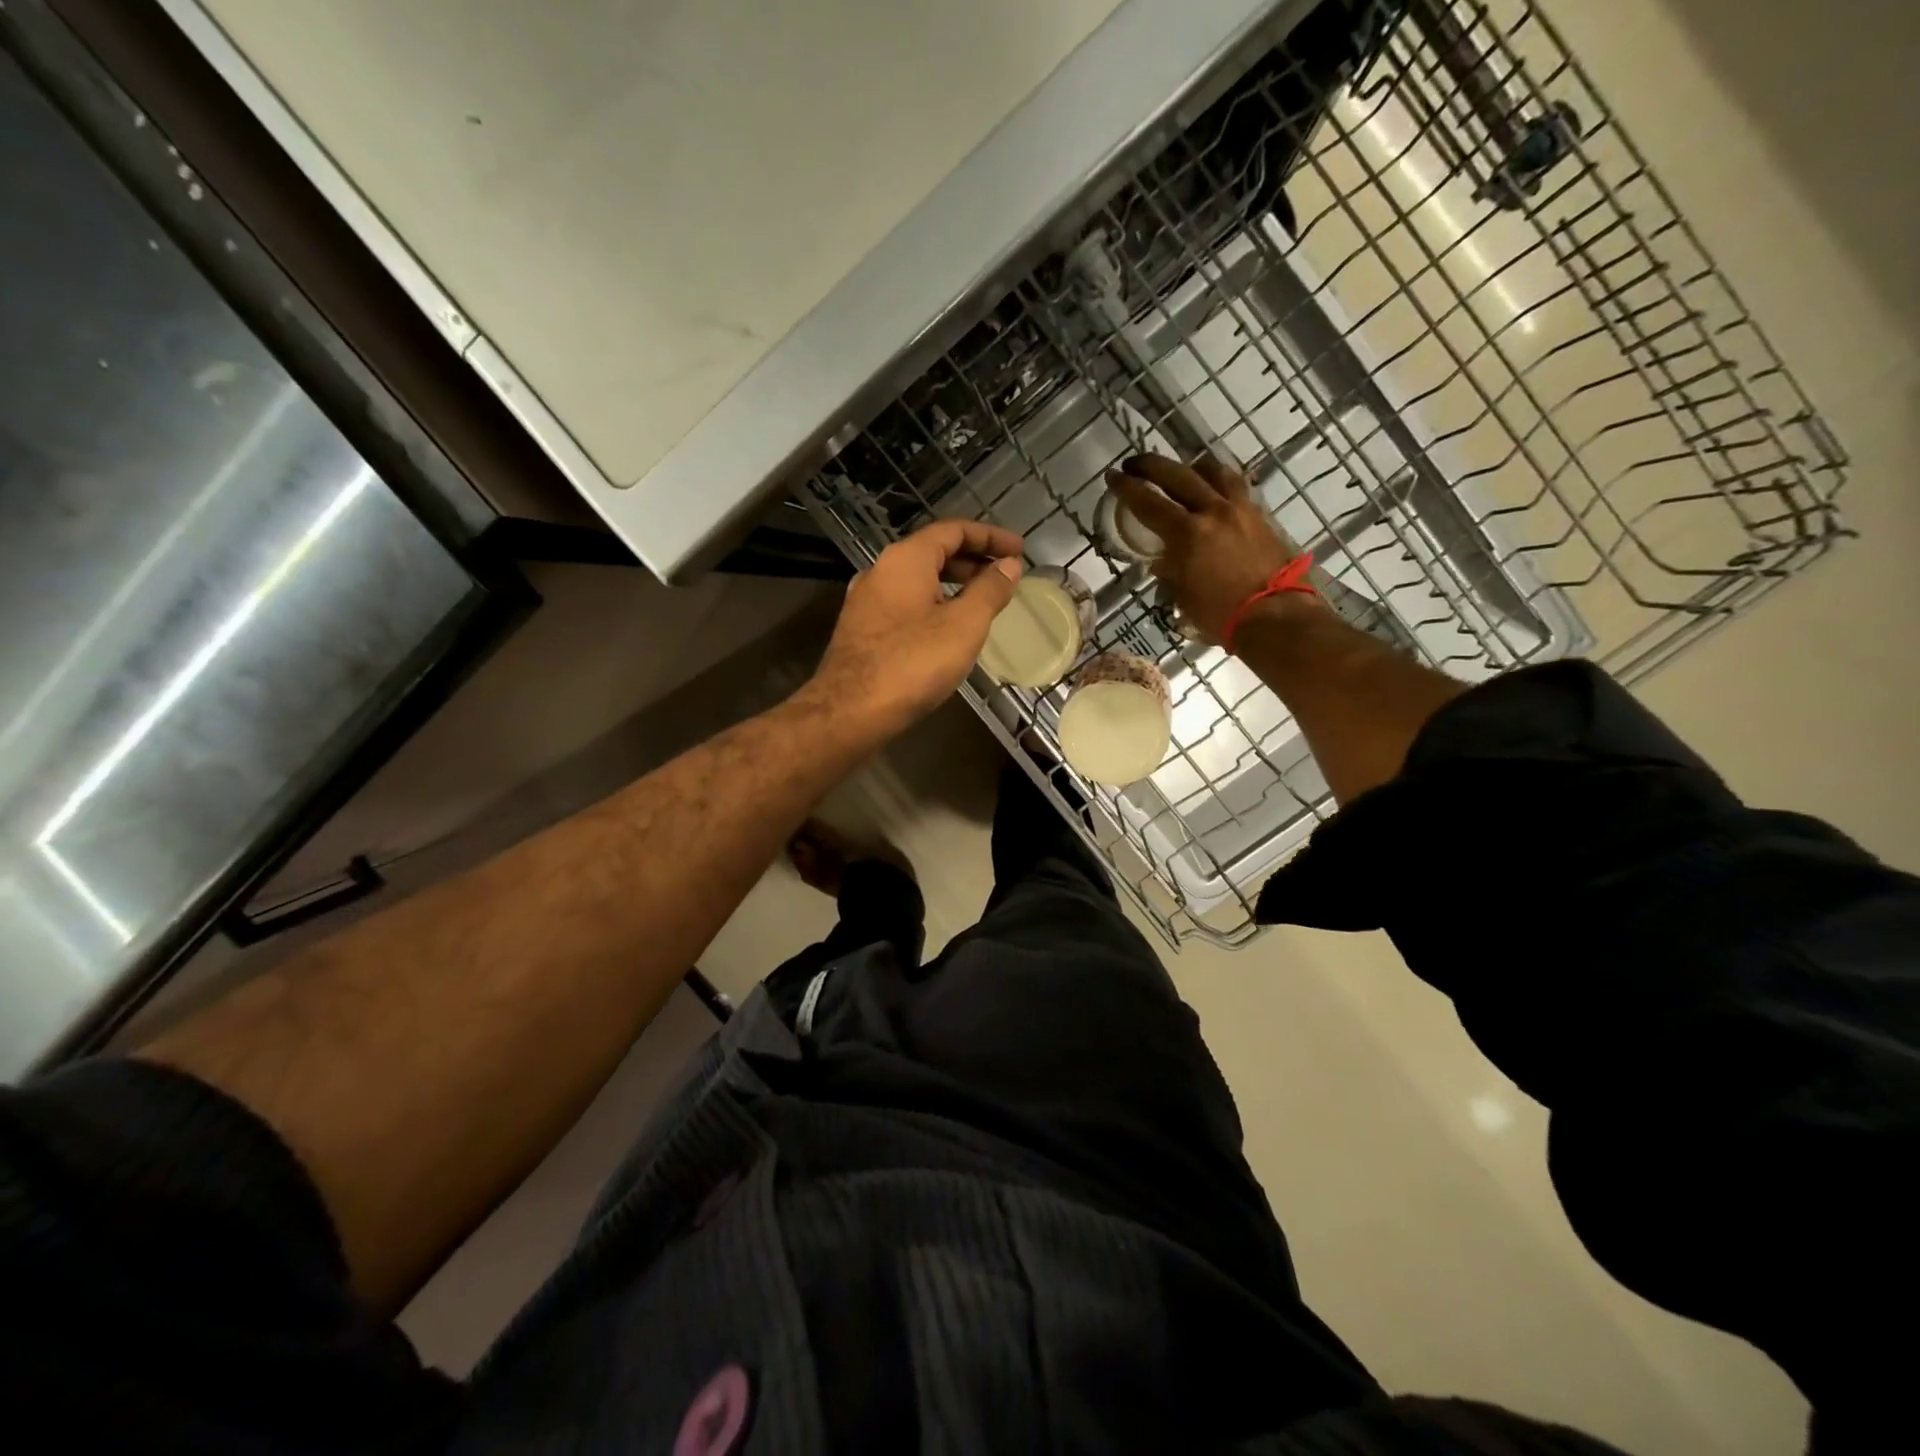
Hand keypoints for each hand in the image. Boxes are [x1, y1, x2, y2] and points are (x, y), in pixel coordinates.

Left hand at [806, 519, 1024, 738]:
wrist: (850, 711)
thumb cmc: (913, 664)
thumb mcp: (964, 625)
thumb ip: (989, 591)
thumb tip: (1009, 565)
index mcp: (905, 559)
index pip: (953, 530)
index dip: (990, 537)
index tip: (1019, 550)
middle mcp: (880, 571)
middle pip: (932, 552)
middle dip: (972, 561)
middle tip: (1004, 576)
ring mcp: (866, 602)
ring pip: (917, 581)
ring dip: (952, 585)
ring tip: (982, 602)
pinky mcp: (861, 630)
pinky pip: (904, 605)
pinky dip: (932, 605)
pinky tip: (947, 630)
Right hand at [1105, 454, 1310, 643]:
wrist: (1275, 616)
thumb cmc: (1221, 615)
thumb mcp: (1183, 595)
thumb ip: (1169, 570)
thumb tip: (1160, 560)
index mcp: (1188, 533)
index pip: (1149, 502)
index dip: (1127, 487)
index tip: (1113, 476)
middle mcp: (1213, 511)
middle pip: (1177, 475)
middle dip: (1151, 466)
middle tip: (1134, 464)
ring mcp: (1240, 509)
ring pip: (1212, 471)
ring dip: (1190, 466)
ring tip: (1180, 469)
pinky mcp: (1259, 515)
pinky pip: (1235, 485)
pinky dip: (1218, 479)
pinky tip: (1213, 487)